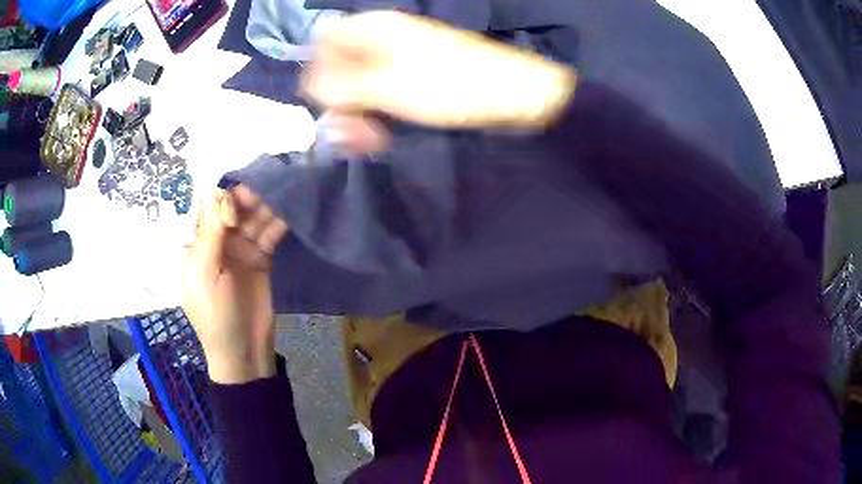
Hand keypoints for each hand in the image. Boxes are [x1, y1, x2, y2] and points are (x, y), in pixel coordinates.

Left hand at [182, 190, 282, 383]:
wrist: (243, 350)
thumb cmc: (215, 315)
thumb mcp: (205, 275)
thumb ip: (211, 234)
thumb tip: (215, 192)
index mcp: (199, 246)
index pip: (208, 211)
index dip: (220, 202)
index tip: (232, 212)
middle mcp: (219, 243)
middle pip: (231, 210)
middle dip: (244, 199)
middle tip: (261, 193)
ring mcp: (241, 250)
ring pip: (251, 219)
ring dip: (263, 206)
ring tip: (279, 195)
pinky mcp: (262, 259)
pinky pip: (268, 235)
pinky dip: (277, 223)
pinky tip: (289, 213)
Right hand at [302, 11, 576, 129]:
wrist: (516, 96)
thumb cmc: (452, 85)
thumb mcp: (389, 86)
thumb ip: (341, 85)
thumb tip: (309, 85)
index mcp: (374, 28)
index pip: (324, 38)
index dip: (318, 69)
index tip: (326, 101)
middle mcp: (382, 39)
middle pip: (339, 64)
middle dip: (339, 99)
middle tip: (352, 133)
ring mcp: (399, 60)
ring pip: (359, 84)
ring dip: (357, 114)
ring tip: (371, 142)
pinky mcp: (413, 80)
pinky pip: (381, 94)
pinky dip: (377, 116)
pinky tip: (382, 138)